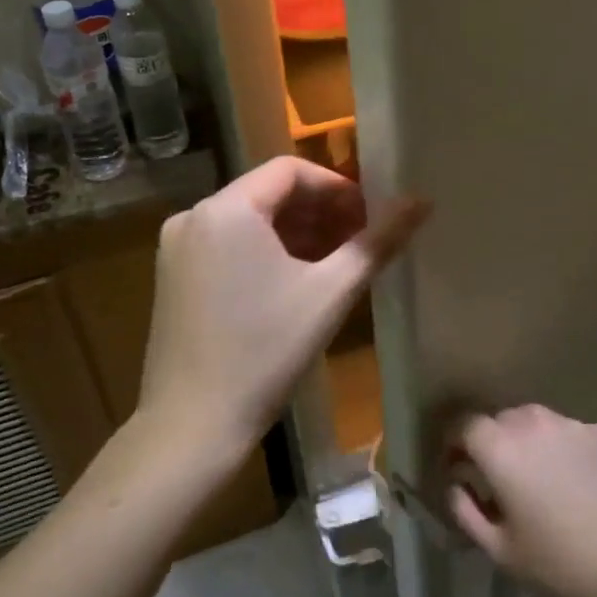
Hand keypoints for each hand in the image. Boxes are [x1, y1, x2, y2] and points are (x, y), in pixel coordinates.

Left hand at [138, 157, 426, 461]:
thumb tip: (422, 201)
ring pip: (250, 220)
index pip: (290, 170)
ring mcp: (179, 248)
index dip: (337, 187)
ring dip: (297, 233)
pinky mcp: (174, 277)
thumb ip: (378, 241)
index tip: (369, 218)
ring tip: (337, 263)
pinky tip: (298, 282)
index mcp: (226, 209)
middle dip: (320, 212)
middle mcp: (194, 216)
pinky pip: (230, 244)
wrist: (191, 427)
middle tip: (360, 242)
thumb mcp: (330, 292)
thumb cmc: (265, 352)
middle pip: (269, 193)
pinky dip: (267, 251)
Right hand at [449, 406, 596, 596]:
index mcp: (500, 447)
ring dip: (526, 442)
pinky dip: (560, 449)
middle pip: (499, 420)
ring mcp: (570, 423)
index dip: (454, 442)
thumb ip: (465, 510)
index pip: (463, 424)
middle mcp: (531, 422)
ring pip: (534, 422)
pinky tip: (575, 483)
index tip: (456, 466)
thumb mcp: (499, 549)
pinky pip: (567, 433)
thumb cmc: (559, 561)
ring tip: (538, 479)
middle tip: (497, 479)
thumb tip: (455, 484)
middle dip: (490, 444)